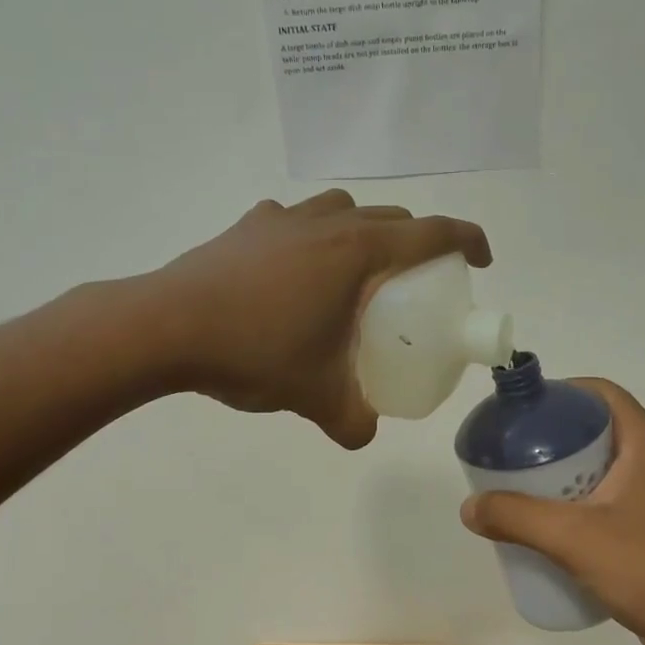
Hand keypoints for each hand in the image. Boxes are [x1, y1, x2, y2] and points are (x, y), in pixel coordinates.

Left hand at [153, 189, 490, 447]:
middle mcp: (327, 223)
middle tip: (416, 284)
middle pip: (391, 218)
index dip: (467, 240)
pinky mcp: (247, 227)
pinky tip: (297, 274)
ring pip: (343, 210)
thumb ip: (352, 421)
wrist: (164, 328)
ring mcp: (282, 219)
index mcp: (358, 253)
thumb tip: (364, 434)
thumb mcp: (315, 397)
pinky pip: (297, 221)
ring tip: (358, 275)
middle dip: (417, 243)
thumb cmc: (254, 353)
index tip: (481, 260)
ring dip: (365, 232)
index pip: (432, 233)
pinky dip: (313, 238)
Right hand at [460, 380, 644, 644]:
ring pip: (606, 467)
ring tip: (526, 492)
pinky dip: (583, 502)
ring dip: (567, 474)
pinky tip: (557, 528)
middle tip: (514, 457)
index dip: (559, 393)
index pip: (601, 393)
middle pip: (599, 429)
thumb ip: (515, 517)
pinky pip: (615, 498)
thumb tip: (469, 507)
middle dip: (554, 439)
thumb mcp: (572, 538)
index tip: (521, 414)